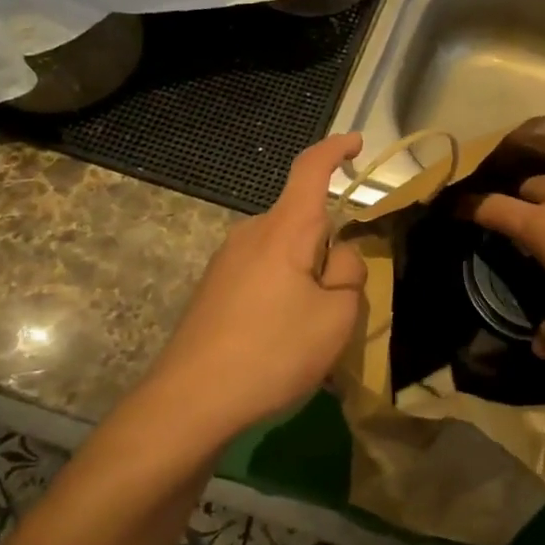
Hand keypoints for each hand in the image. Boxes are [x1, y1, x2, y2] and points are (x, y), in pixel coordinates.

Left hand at [153, 133, 365, 437]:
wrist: (189, 401)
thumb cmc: (272, 352)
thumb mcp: (336, 318)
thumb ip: (350, 275)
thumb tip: (340, 257)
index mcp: (285, 229)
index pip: (311, 169)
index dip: (336, 150)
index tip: (356, 143)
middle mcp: (252, 233)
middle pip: (304, 222)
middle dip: (330, 250)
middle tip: (341, 305)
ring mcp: (228, 260)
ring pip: (285, 252)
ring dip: (306, 277)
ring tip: (308, 333)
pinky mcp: (214, 287)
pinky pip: (264, 273)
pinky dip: (283, 293)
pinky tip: (278, 341)